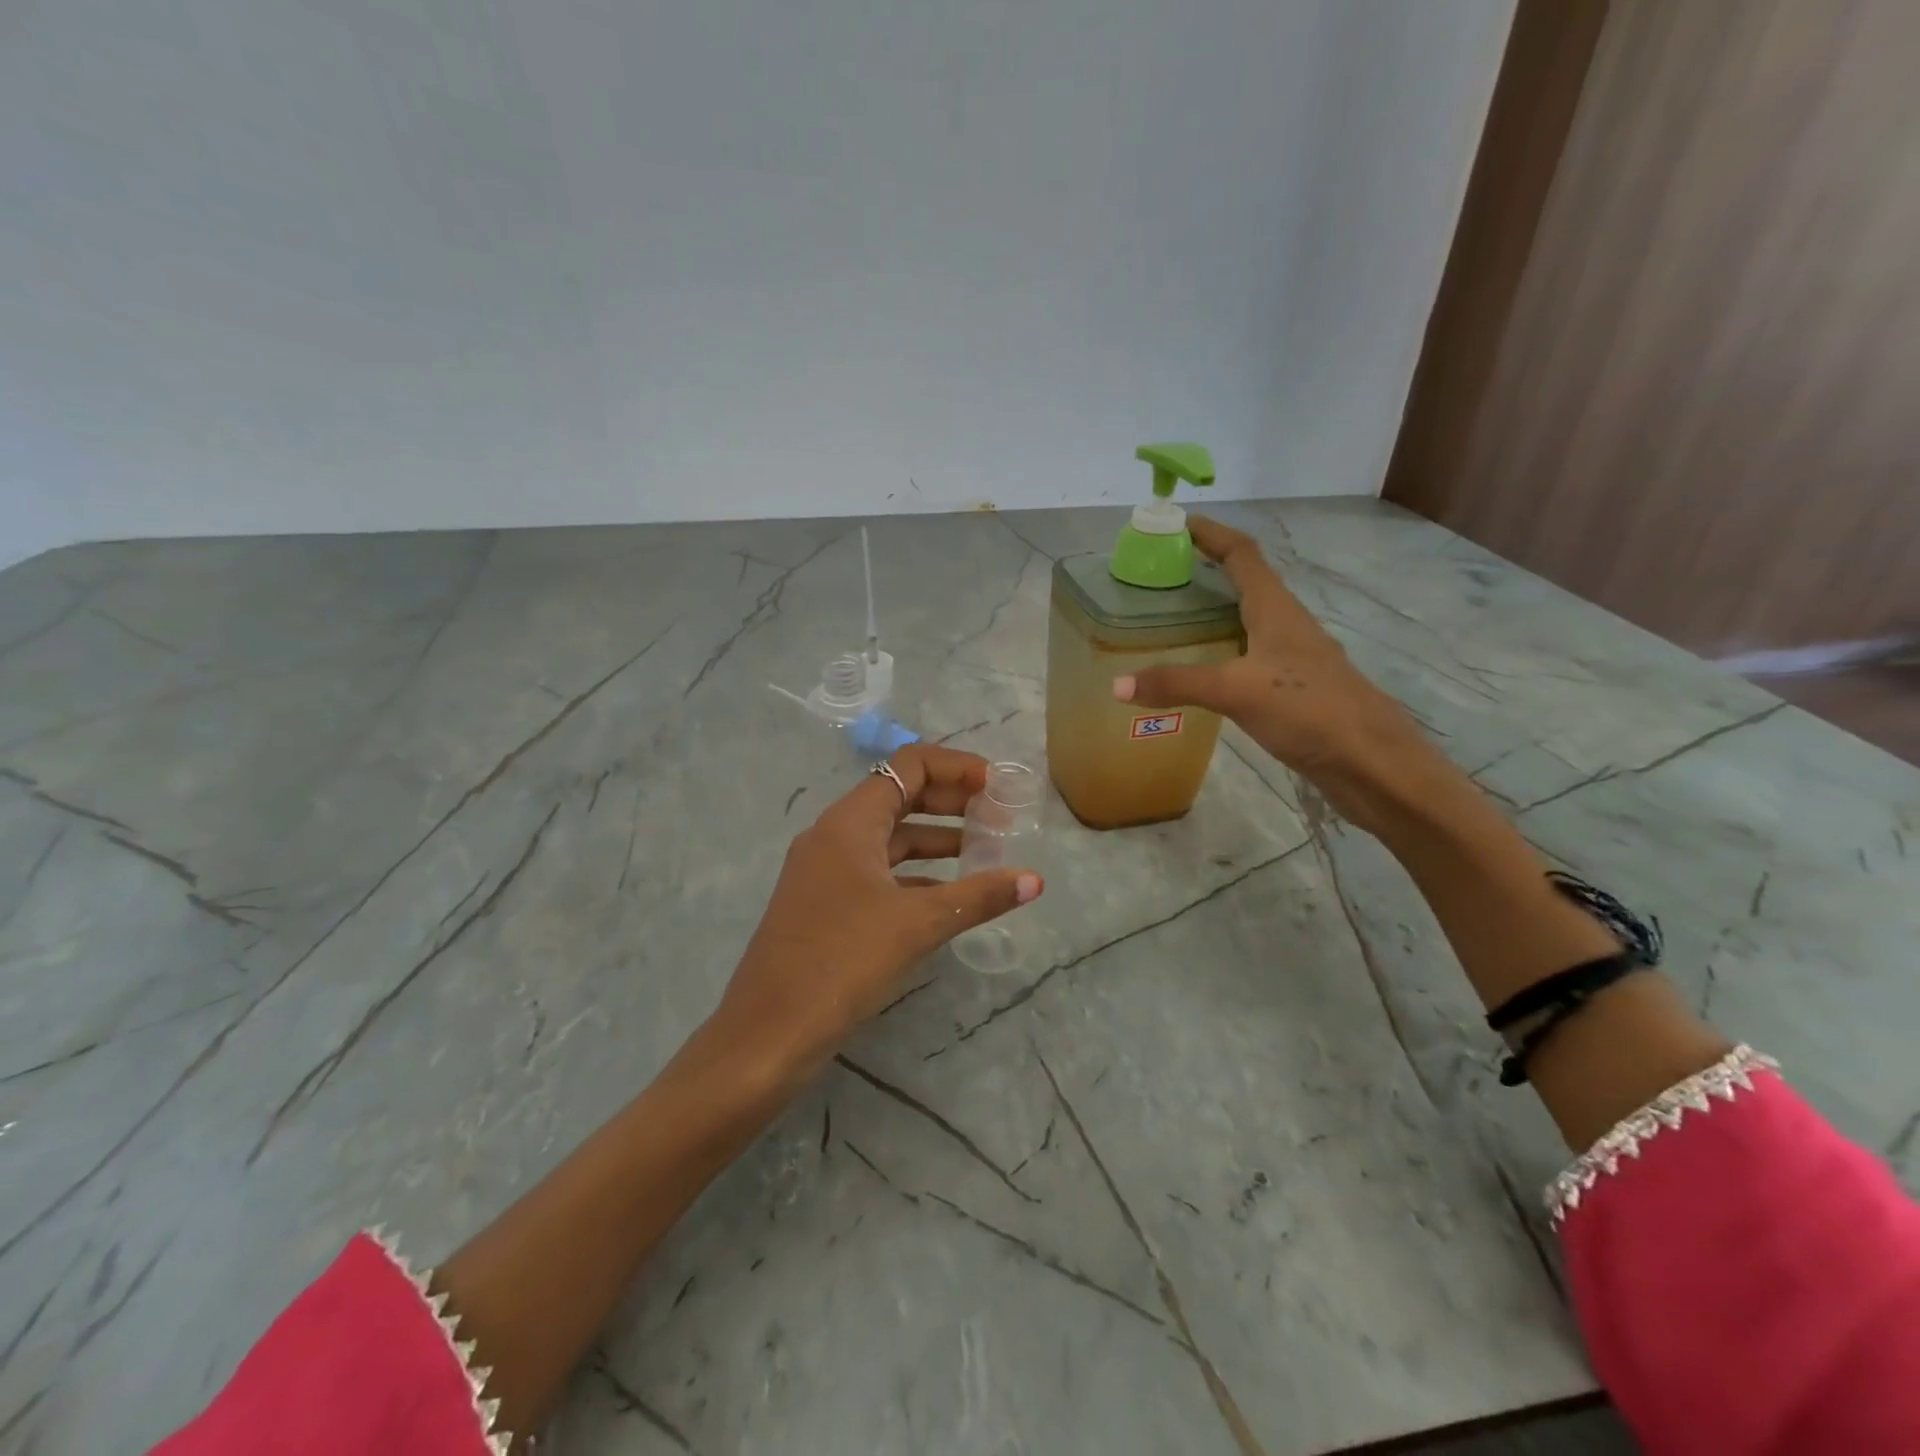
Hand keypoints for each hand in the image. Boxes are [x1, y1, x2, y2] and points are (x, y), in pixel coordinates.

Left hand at [712, 744, 1043, 1077]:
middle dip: (951, 801)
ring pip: (889, 838)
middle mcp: (833, 836)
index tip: (996, 786)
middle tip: (998, 816)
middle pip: (899, 796)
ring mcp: (825, 871)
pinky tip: (948, 896)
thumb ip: (978, 896)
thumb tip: (1035, 881)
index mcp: (850, 823)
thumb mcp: (917, 925)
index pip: (908, 766)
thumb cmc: (842, 963)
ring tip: (984, 851)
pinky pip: (877, 872)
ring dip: (935, 838)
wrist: (767, 1035)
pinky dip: (914, 874)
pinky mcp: (824, 904)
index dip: (956, 768)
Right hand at [1112, 516, 1425, 828]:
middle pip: (1246, 583)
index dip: (1213, 535)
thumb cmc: (1310, 710)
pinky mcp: (1293, 689)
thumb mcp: (1237, 692)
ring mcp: (1293, 658)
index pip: (1243, 555)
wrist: (1372, 763)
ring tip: (1172, 618)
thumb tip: (1116, 685)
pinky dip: (1222, 650)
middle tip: (1163, 575)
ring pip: (1249, 621)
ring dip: (1216, 610)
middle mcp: (1286, 626)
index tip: (1179, 523)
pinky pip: (1249, 655)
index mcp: (1276, 611)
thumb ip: (1177, 684)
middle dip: (1208, 571)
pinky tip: (1202, 671)